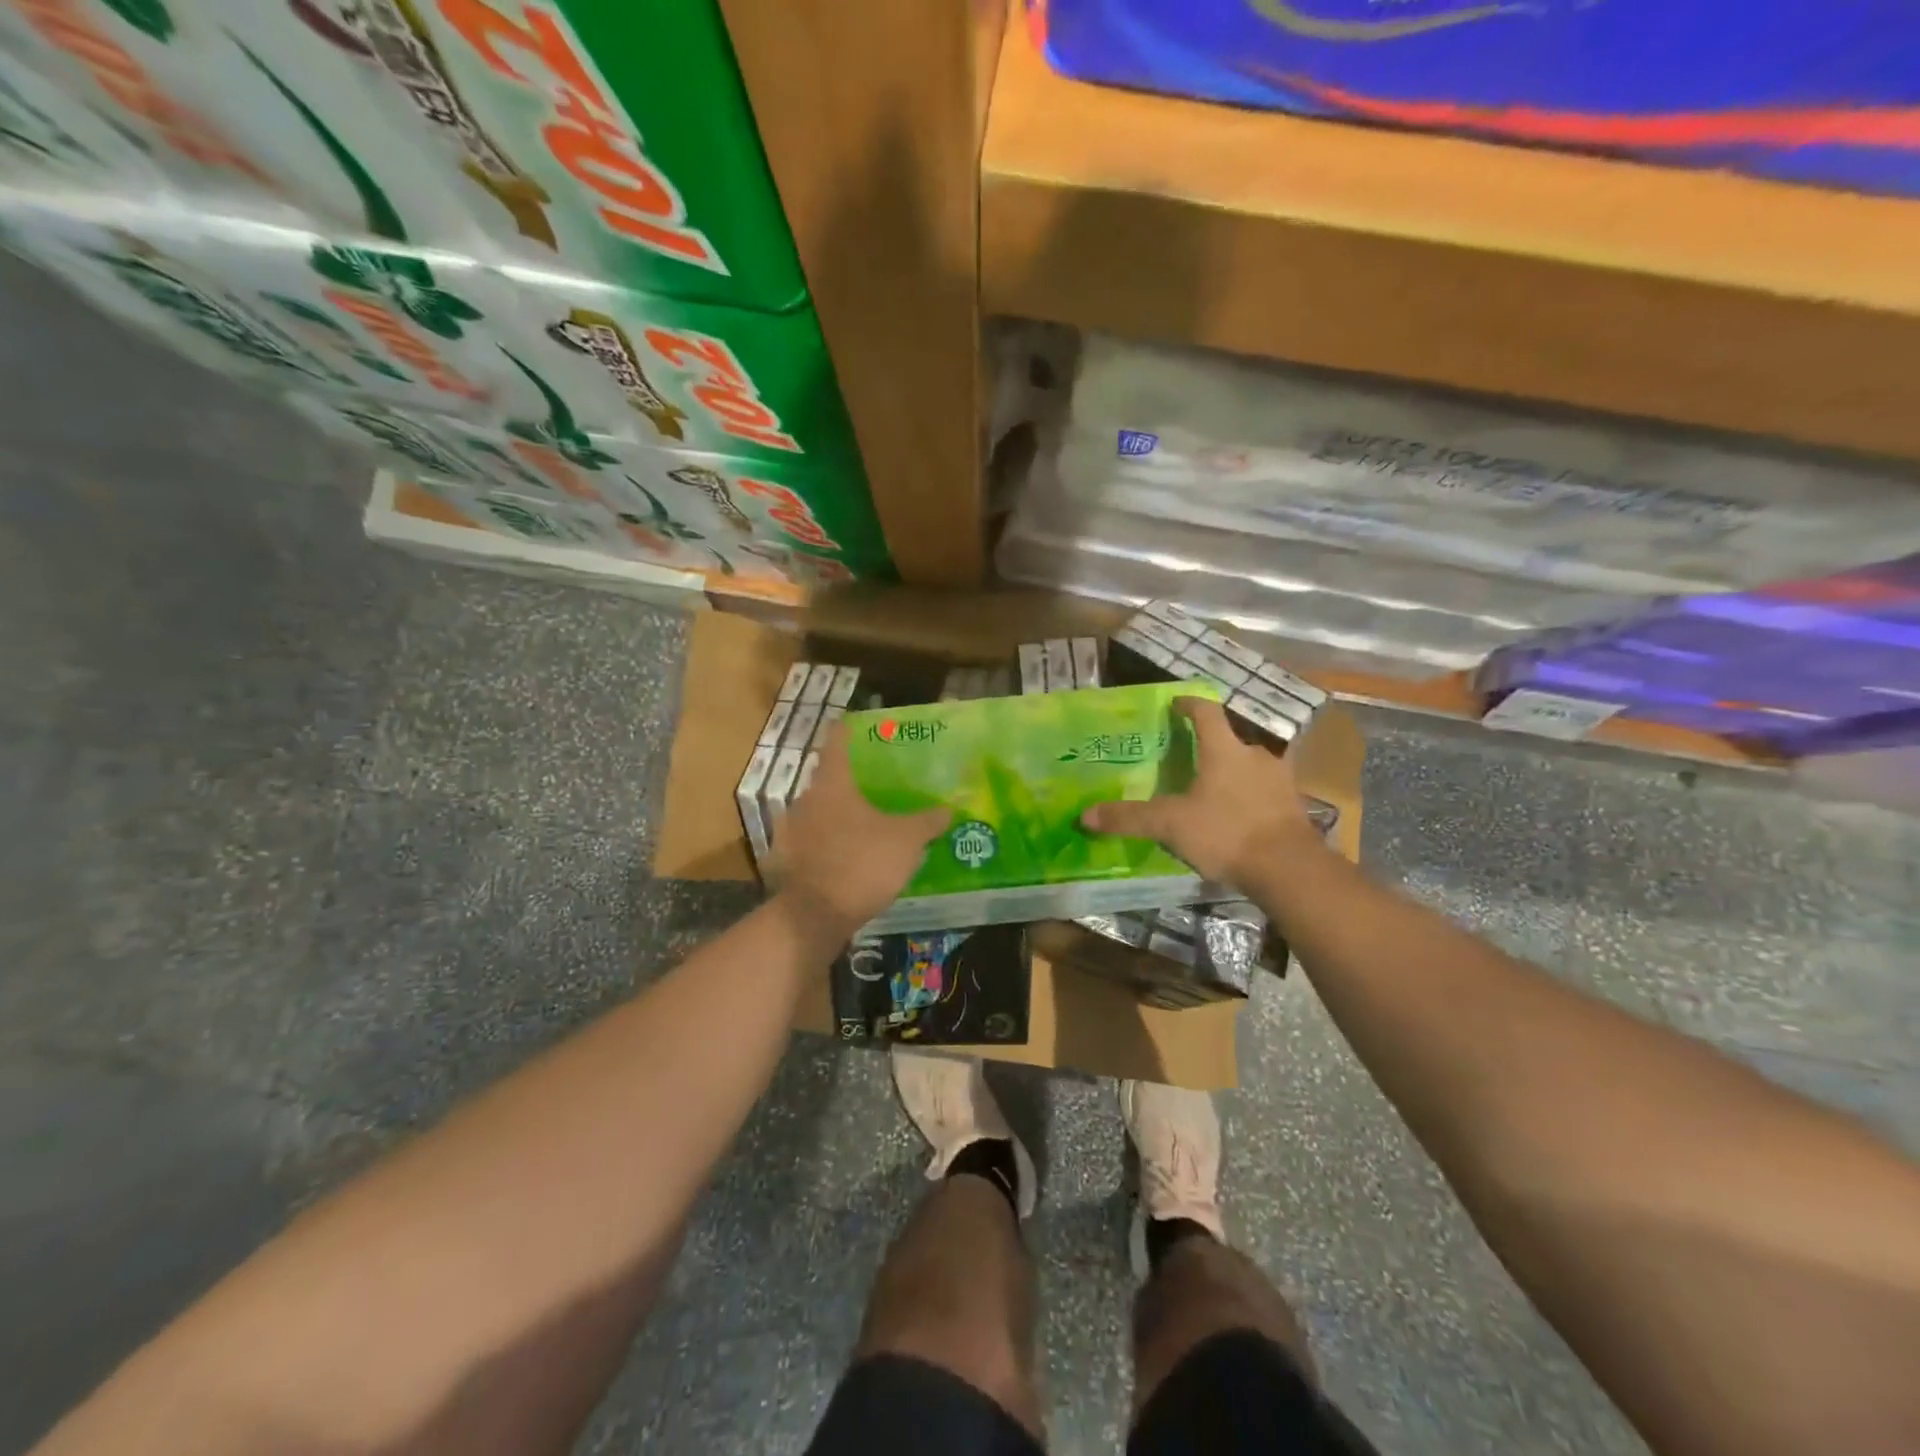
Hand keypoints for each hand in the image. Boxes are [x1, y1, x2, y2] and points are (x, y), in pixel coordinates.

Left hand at [770, 722, 948, 937]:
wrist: (814, 916)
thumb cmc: (862, 863)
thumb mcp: (906, 841)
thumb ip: (928, 821)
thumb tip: (950, 807)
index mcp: (832, 784)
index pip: (836, 742)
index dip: (848, 730)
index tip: (859, 725)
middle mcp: (805, 799)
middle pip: (828, 779)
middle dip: (851, 781)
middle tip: (876, 784)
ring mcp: (792, 830)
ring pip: (819, 812)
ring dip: (838, 814)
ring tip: (865, 822)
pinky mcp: (787, 859)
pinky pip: (812, 841)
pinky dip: (828, 842)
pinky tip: (846, 854)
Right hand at [1081, 697, 1323, 888]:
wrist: (1289, 869)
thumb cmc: (1227, 832)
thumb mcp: (1170, 825)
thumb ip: (1130, 818)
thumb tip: (1085, 815)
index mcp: (1224, 750)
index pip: (1206, 712)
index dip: (1189, 704)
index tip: (1176, 703)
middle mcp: (1255, 756)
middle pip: (1230, 740)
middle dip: (1209, 745)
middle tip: (1187, 757)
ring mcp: (1279, 781)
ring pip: (1249, 766)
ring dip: (1231, 772)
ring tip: (1210, 789)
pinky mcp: (1292, 806)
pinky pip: (1264, 792)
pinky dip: (1248, 797)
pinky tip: (1235, 816)